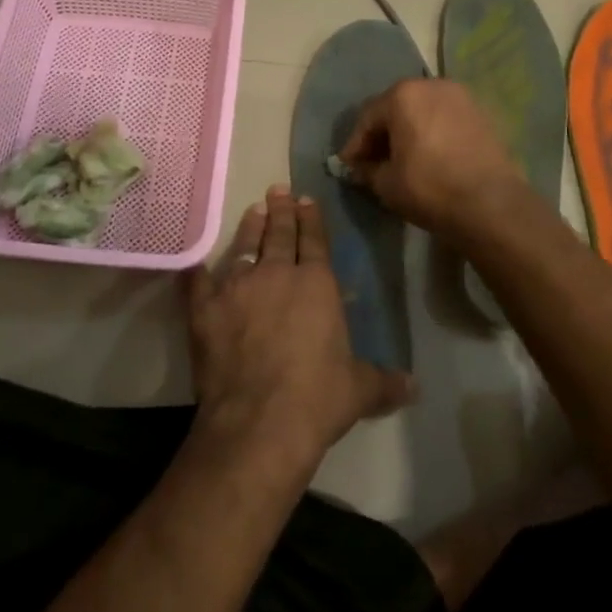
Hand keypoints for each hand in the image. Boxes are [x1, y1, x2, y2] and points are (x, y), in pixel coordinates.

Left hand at [186, 186, 415, 471]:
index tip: (306, 199)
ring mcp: (237, 288)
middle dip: (281, 211)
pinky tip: (197, 261)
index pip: (315, 241)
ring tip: (253, 210)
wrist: (258, 421)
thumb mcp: (359, 390)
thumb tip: (414, 386)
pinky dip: (198, 270)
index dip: (311, 219)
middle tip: (277, 190)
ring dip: (250, 228)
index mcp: (316, 284)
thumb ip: (384, 382)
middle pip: (280, 234)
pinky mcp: (205, 309)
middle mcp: (276, 275)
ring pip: (244, 247)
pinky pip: (199, 281)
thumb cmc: (317, 398)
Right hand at [338, 79, 530, 243]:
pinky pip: (445, 119)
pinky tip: (429, 156)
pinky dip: (432, 133)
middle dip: (382, 134)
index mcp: (403, 95)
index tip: (348, 167)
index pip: (368, 118)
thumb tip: (359, 168)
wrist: (491, 204)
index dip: (355, 145)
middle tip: (372, 162)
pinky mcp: (482, 113)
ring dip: (408, 131)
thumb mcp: (386, 184)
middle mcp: (432, 85)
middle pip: (396, 107)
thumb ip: (367, 170)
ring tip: (402, 159)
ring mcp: (461, 97)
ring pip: (422, 111)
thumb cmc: (429, 188)